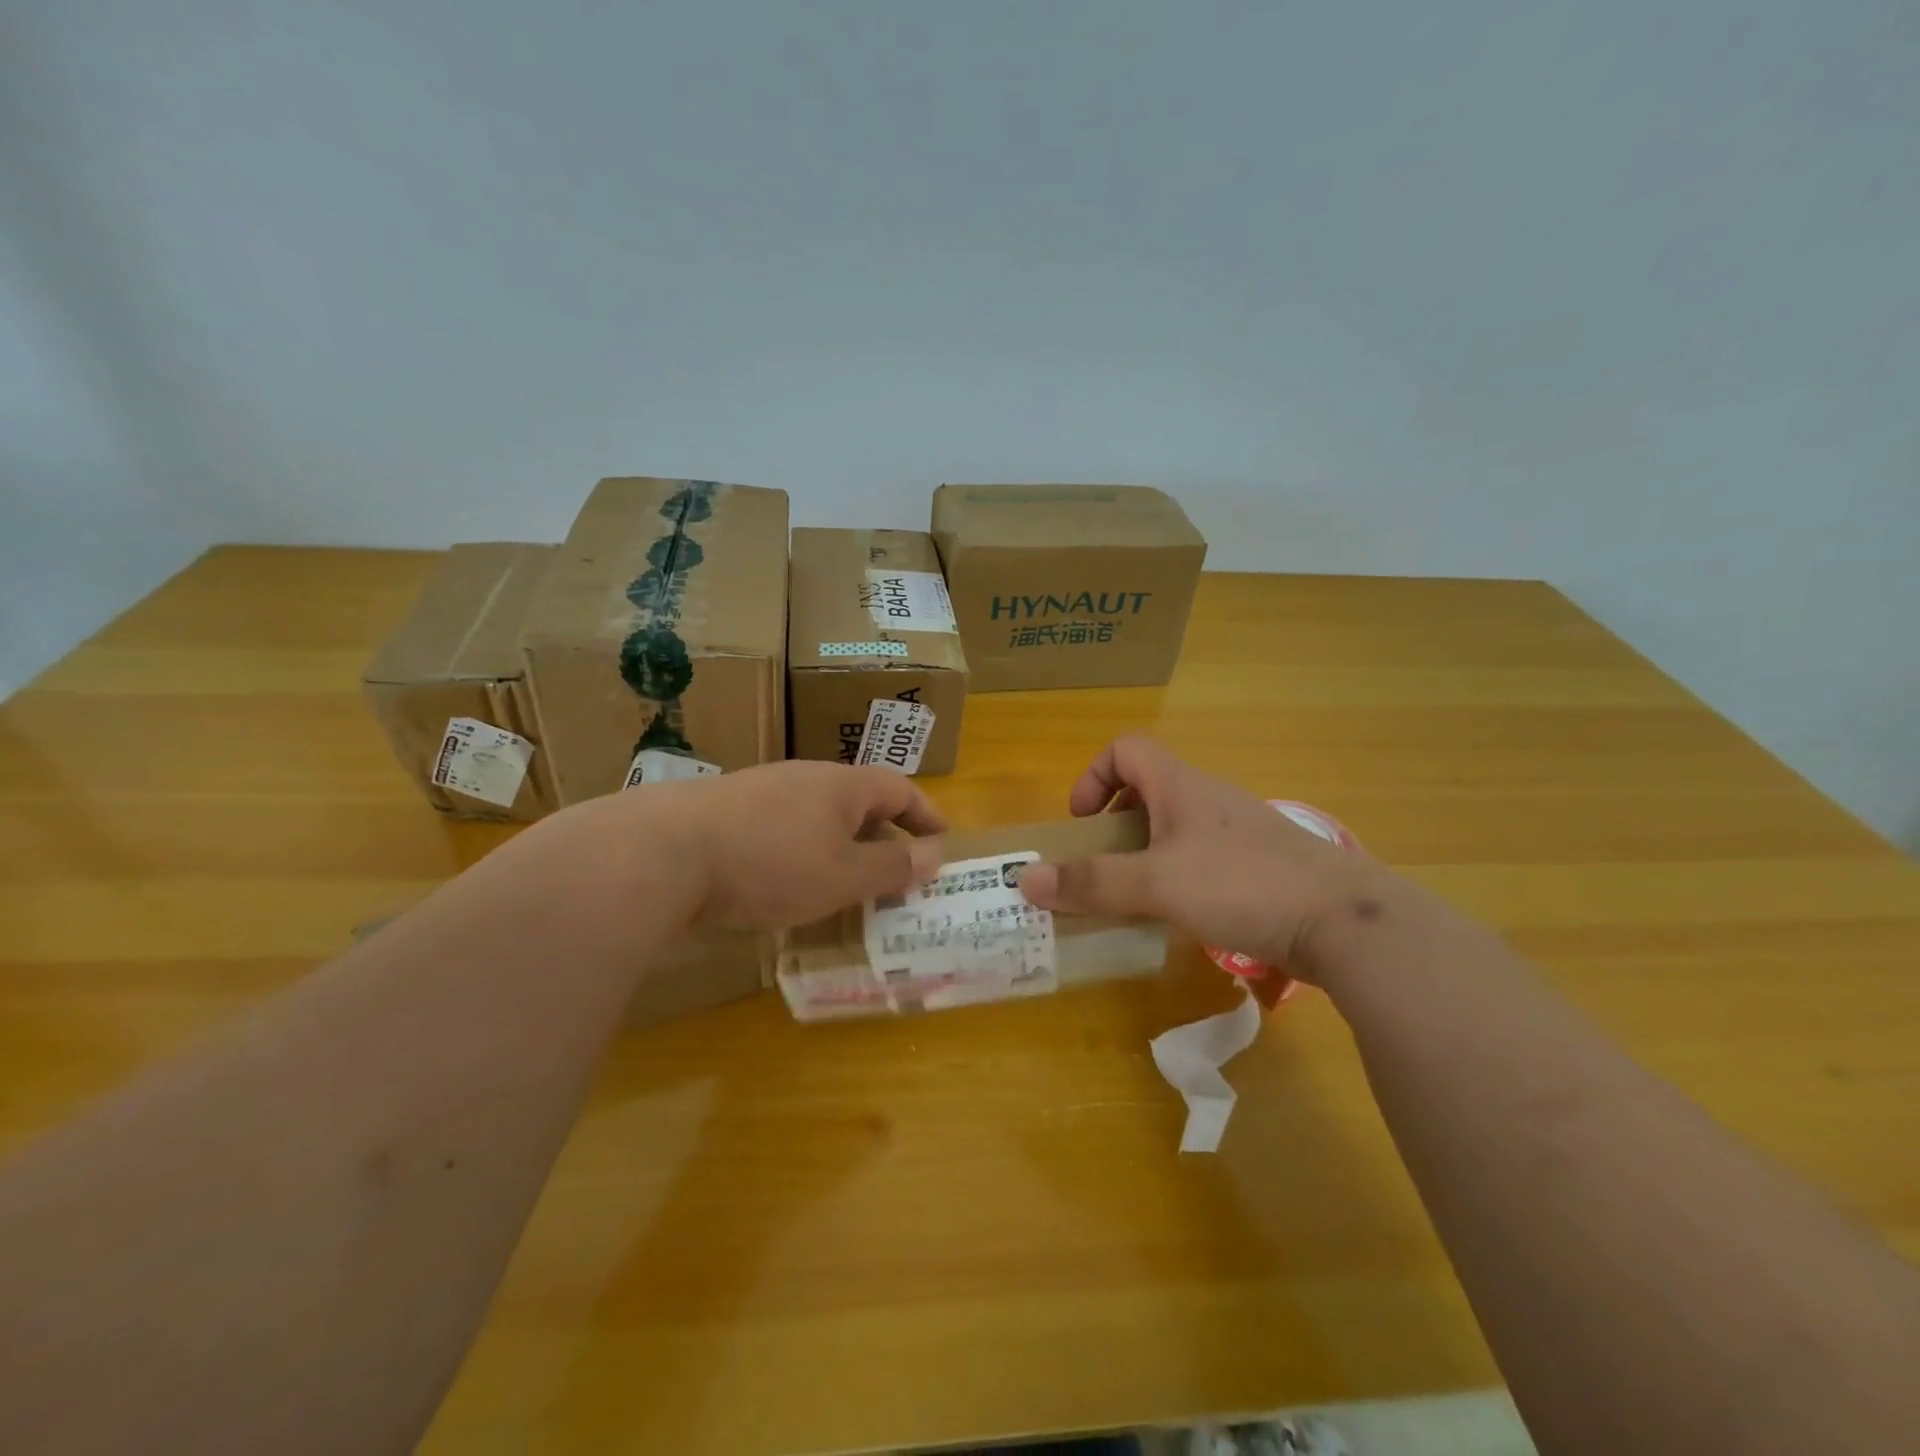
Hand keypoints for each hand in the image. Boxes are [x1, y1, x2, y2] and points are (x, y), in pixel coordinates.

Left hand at [642, 760, 946, 930]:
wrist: (664, 852)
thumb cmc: (772, 864)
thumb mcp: (844, 876)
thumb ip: (892, 866)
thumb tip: (935, 855)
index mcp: (842, 785)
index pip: (899, 788)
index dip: (925, 814)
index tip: (941, 840)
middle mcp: (805, 777)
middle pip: (858, 799)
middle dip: (882, 833)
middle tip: (895, 870)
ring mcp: (762, 790)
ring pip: (817, 815)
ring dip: (840, 845)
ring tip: (846, 883)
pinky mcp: (727, 811)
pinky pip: (782, 828)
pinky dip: (802, 852)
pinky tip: (787, 885)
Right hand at [1017, 736, 1381, 983]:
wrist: (1344, 921)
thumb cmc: (1241, 884)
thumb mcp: (1156, 883)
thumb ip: (1091, 882)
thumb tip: (1025, 879)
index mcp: (1180, 785)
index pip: (1126, 749)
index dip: (1093, 776)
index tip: (1082, 823)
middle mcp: (1209, 798)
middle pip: (1148, 788)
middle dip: (1115, 824)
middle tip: (1101, 867)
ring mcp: (1238, 830)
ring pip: (1176, 826)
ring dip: (1146, 853)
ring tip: (1135, 898)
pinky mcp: (1260, 864)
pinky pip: (1203, 857)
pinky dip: (1178, 876)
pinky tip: (1183, 916)